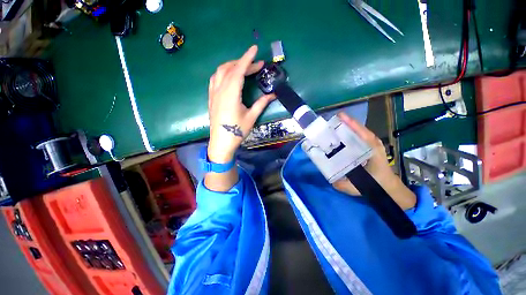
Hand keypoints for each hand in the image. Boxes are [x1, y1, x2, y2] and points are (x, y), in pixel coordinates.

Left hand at [207, 45, 275, 162]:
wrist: (221, 143)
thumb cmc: (237, 131)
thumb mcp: (251, 117)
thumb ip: (261, 103)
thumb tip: (273, 95)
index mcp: (231, 94)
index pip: (238, 71)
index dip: (247, 59)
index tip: (255, 49)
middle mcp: (220, 90)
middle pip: (230, 69)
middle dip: (243, 63)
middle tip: (256, 65)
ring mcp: (213, 93)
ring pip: (220, 72)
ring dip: (232, 65)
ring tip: (243, 67)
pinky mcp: (211, 97)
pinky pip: (215, 79)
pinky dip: (223, 72)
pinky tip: (230, 76)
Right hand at [333, 112, 415, 209]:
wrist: (389, 187)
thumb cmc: (376, 185)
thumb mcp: (359, 187)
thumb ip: (343, 184)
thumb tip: (330, 178)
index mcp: (373, 151)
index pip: (363, 134)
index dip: (352, 124)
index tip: (341, 116)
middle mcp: (372, 145)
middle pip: (359, 130)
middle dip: (346, 124)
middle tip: (330, 121)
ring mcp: (371, 145)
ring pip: (358, 133)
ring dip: (346, 128)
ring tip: (332, 126)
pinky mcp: (367, 147)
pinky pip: (357, 138)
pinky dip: (348, 134)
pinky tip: (338, 135)